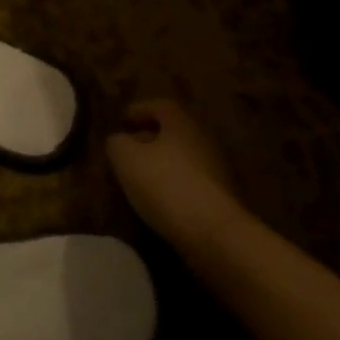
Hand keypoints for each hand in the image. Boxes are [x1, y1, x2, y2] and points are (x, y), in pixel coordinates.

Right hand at [106, 99, 248, 250]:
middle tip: (127, 149)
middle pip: (173, 131)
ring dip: (161, 163)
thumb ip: (117, 142)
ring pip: (183, 157)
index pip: (159, 105)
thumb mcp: (126, 158)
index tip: (121, 121)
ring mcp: (217, 169)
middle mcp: (204, 139)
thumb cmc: (165, 184)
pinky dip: (173, 184)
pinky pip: (191, 181)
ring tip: (138, 177)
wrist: (214, 233)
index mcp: (182, 123)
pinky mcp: (222, 197)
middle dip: (149, 138)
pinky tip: (157, 199)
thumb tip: (119, 140)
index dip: (138, 110)